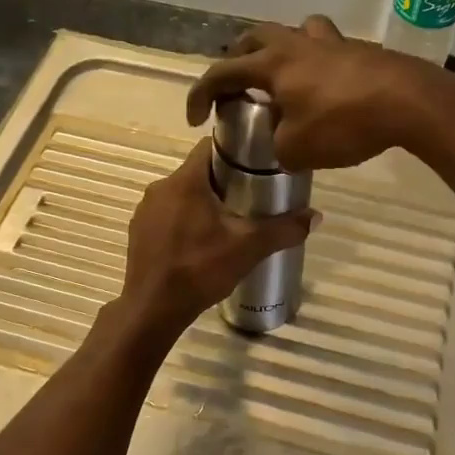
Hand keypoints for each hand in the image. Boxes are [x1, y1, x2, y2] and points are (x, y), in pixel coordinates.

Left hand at [118, 140, 315, 336]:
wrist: (153, 309)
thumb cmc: (200, 269)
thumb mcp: (248, 248)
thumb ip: (283, 229)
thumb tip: (316, 216)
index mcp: (185, 181)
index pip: (208, 146)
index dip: (233, 151)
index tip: (254, 164)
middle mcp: (160, 188)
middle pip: (196, 172)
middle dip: (222, 181)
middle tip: (248, 199)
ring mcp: (145, 210)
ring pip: (180, 195)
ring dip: (201, 203)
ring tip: (227, 223)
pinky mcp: (138, 231)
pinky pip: (166, 215)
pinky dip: (183, 221)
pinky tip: (199, 243)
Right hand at [185, 15, 454, 171]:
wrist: (409, 102)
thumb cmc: (344, 123)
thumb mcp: (296, 149)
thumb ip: (276, 145)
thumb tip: (280, 141)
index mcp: (272, 64)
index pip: (222, 72)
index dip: (200, 94)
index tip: (195, 119)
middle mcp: (297, 44)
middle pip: (256, 37)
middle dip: (238, 59)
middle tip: (236, 84)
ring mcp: (332, 43)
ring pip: (295, 31)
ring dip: (279, 49)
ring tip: (281, 76)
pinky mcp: (360, 50)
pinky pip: (326, 48)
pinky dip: (314, 62)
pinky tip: (324, 88)